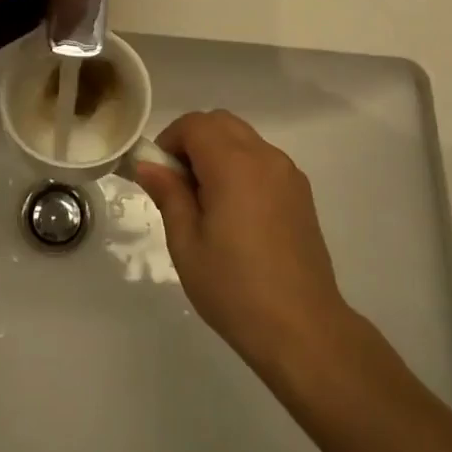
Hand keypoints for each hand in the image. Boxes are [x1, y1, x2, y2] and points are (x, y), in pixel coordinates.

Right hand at [134, 111, 354, 376]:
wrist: (302, 328)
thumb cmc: (234, 288)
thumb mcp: (186, 244)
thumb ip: (169, 194)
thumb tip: (149, 165)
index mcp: (234, 164)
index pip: (195, 124)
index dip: (170, 140)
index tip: (159, 174)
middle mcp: (265, 157)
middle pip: (221, 122)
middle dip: (193, 140)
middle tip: (178, 185)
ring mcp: (288, 173)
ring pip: (243, 139)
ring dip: (218, 152)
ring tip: (207, 202)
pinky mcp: (301, 192)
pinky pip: (263, 160)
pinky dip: (241, 166)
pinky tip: (236, 213)